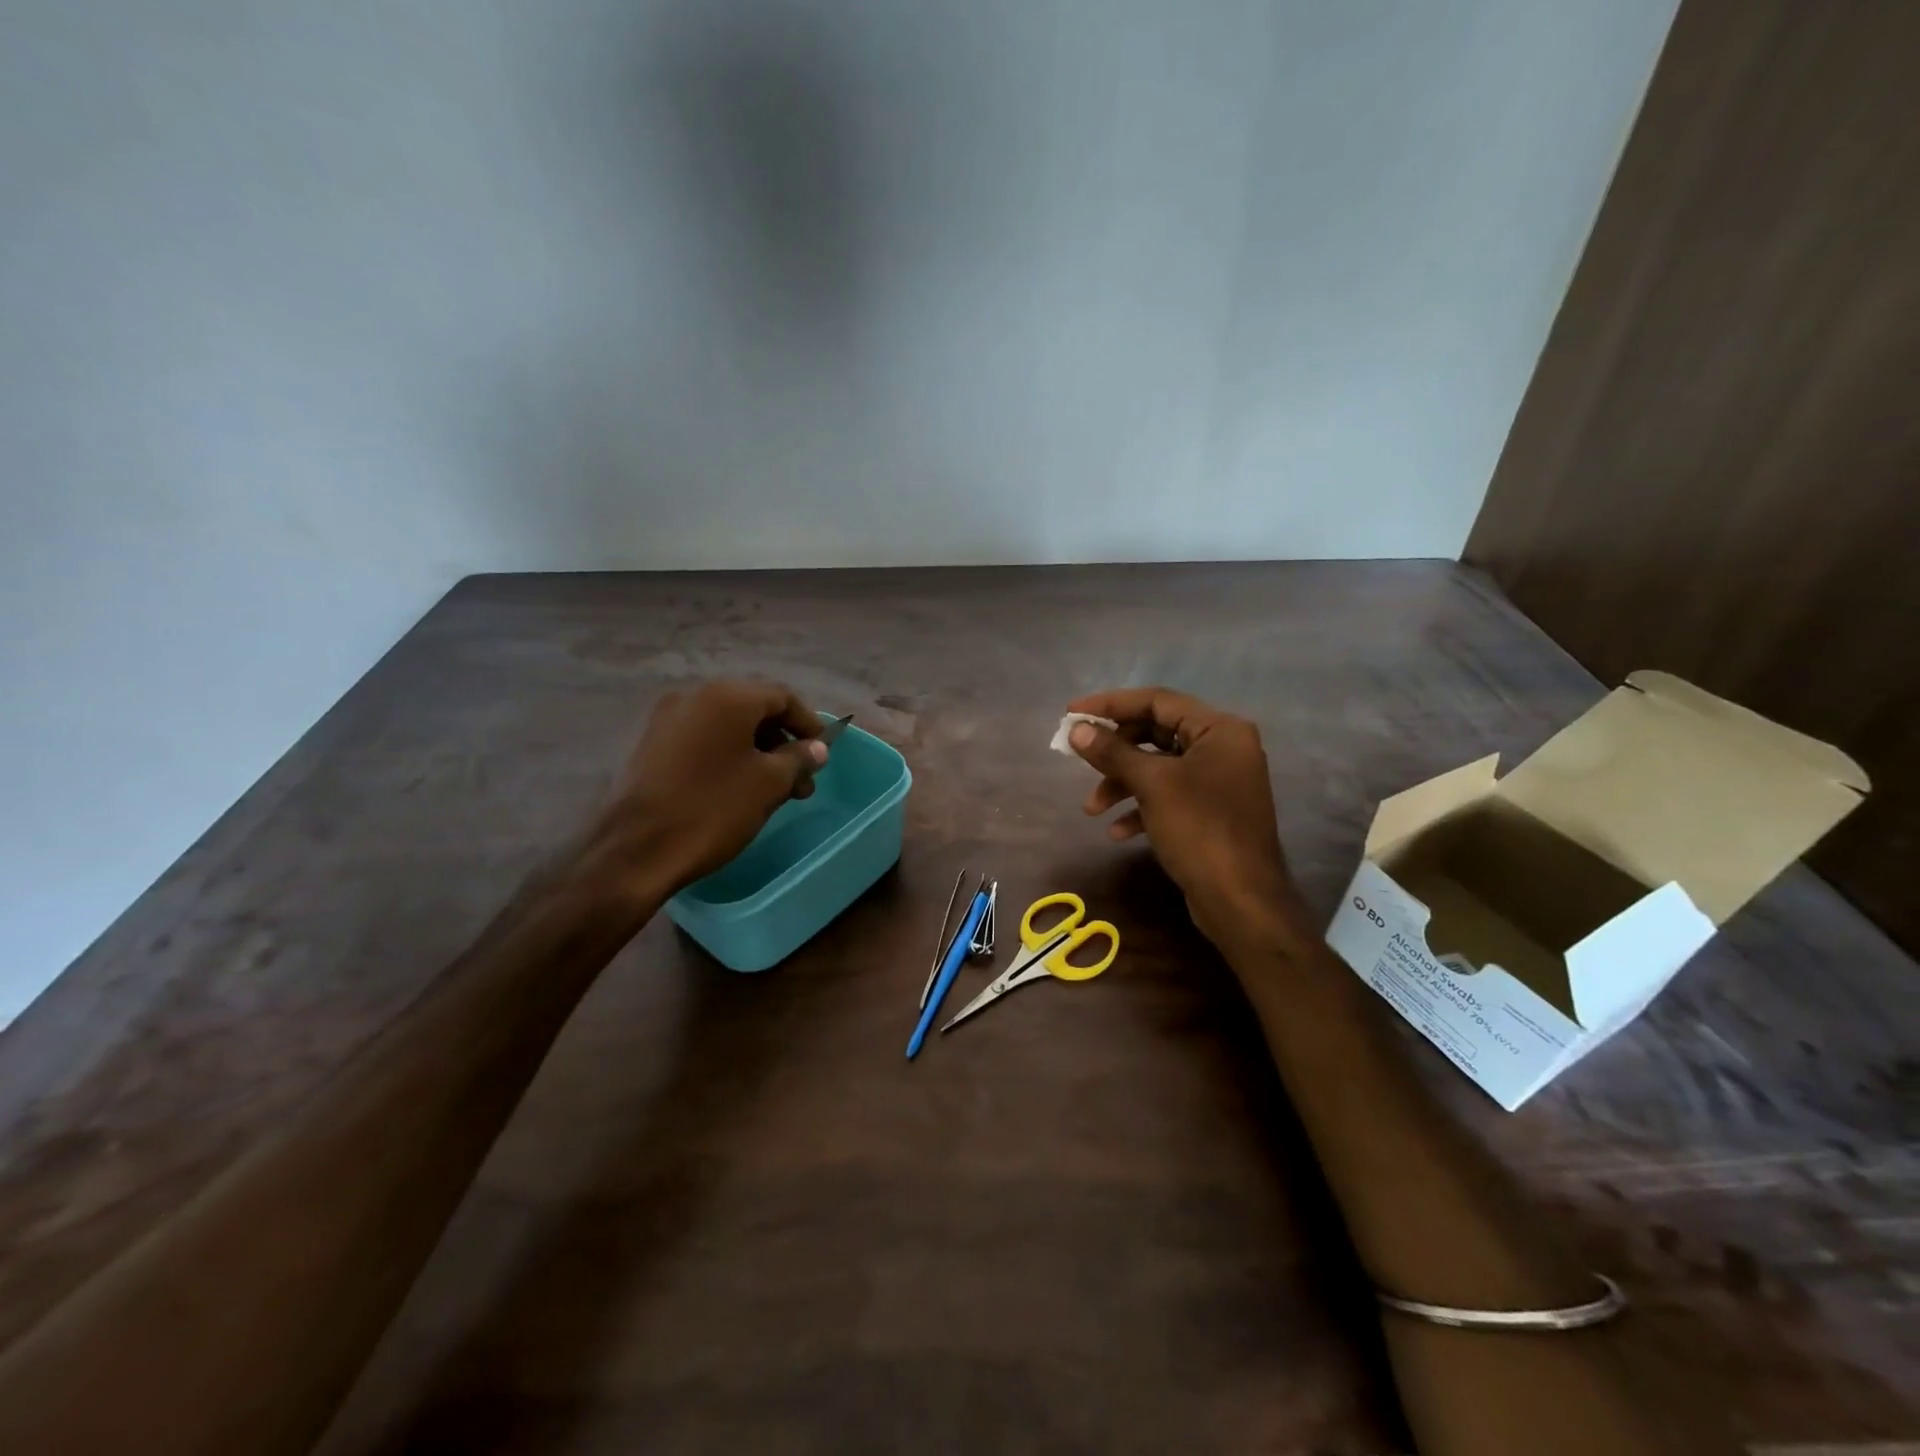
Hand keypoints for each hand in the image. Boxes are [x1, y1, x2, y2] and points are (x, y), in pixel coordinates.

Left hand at [592, 680, 827, 898]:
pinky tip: (737, 788)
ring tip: (773, 791)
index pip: (782, 697)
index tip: (823, 754)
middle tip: (801, 781)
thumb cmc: (713, 809)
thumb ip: (799, 758)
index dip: (808, 724)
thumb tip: (817, 748)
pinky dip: (727, 756)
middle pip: (754, 709)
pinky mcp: (651, 745)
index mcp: (728, 697)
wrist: (635, 850)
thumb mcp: (769, 784)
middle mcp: (695, 696)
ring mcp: (668, 720)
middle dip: (783, 742)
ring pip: (727, 727)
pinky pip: (702, 740)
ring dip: (757, 752)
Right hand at [1065, 688, 1303, 948]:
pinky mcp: (1210, 811)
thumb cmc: (1200, 830)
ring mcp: (1218, 781)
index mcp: (1219, 730)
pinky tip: (1117, 832)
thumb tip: (1077, 730)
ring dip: (1122, 784)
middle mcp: (1223, 748)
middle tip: (1078, 759)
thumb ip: (1113, 752)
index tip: (1072, 713)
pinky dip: (1141, 807)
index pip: (1157, 701)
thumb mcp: (1152, 785)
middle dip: (1114, 751)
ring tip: (1092, 809)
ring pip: (1158, 768)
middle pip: (1156, 733)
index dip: (1111, 705)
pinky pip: (1169, 796)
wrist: (1241, 901)